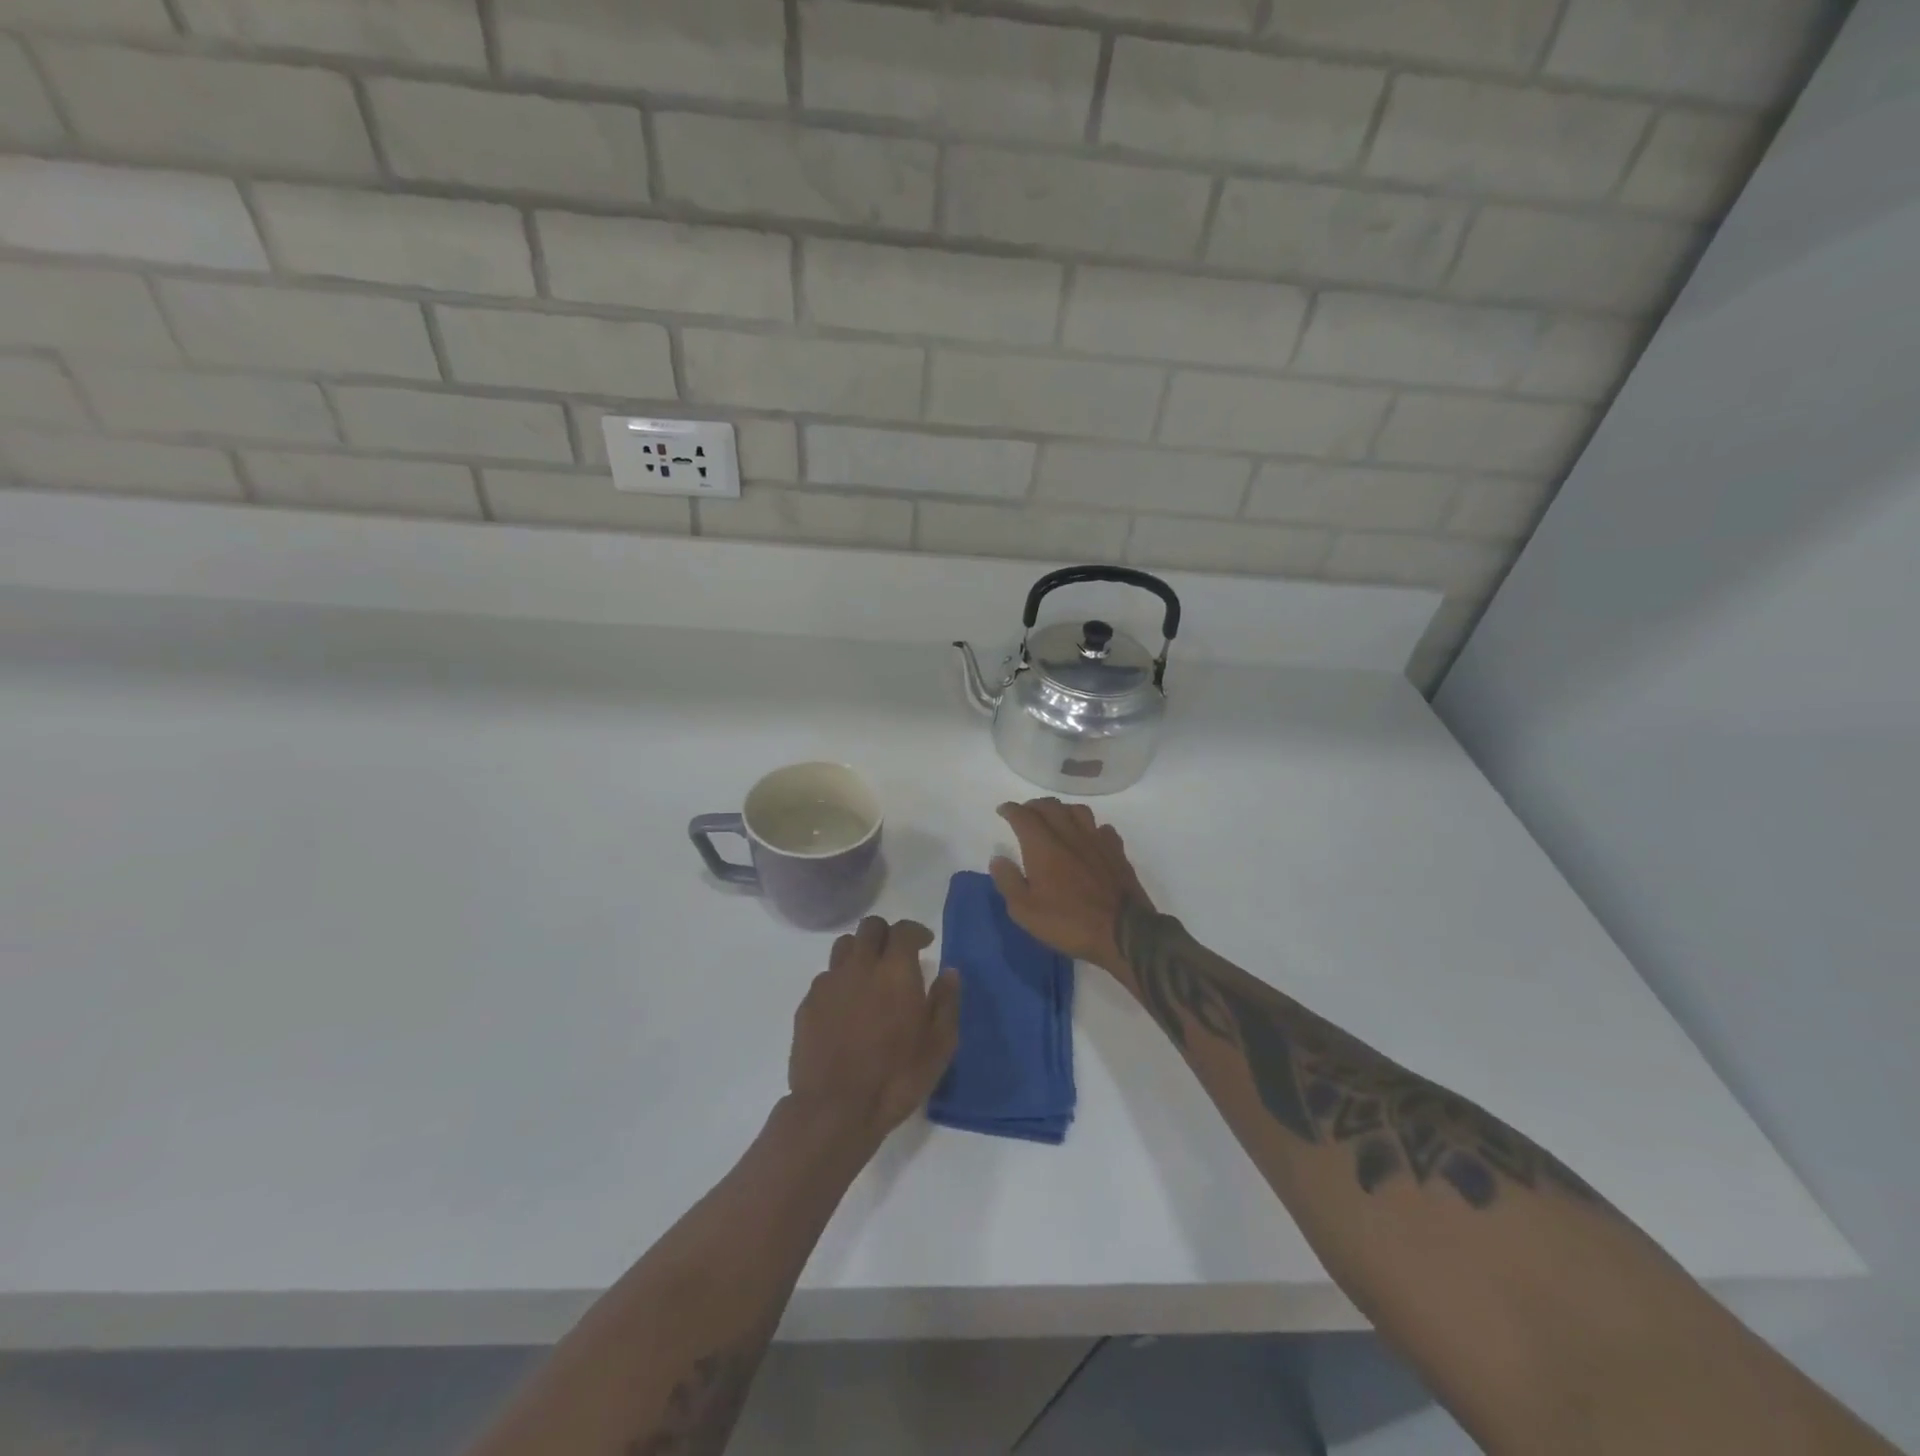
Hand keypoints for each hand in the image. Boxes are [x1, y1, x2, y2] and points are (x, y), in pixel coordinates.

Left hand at [788, 917, 960, 1145]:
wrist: (835, 1110)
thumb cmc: (896, 1077)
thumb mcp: (939, 1046)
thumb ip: (946, 1003)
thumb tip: (949, 973)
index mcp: (895, 970)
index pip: (903, 930)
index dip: (915, 931)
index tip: (924, 943)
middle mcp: (860, 966)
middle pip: (870, 927)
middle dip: (885, 934)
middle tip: (895, 955)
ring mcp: (829, 983)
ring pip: (843, 946)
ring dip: (859, 951)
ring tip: (869, 976)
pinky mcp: (808, 1004)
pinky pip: (825, 978)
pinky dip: (840, 981)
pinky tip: (846, 1007)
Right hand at [990, 799, 1153, 977]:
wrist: (1123, 932)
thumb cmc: (1068, 922)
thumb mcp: (1025, 911)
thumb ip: (1008, 881)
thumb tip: (998, 859)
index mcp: (1043, 846)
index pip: (1023, 816)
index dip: (1010, 810)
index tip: (1003, 810)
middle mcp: (1069, 835)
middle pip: (1050, 807)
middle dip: (1034, 806)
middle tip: (1025, 814)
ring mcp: (1096, 841)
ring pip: (1078, 811)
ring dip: (1062, 810)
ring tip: (1056, 819)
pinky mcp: (1117, 852)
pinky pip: (1102, 828)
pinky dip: (1091, 828)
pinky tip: (1089, 837)